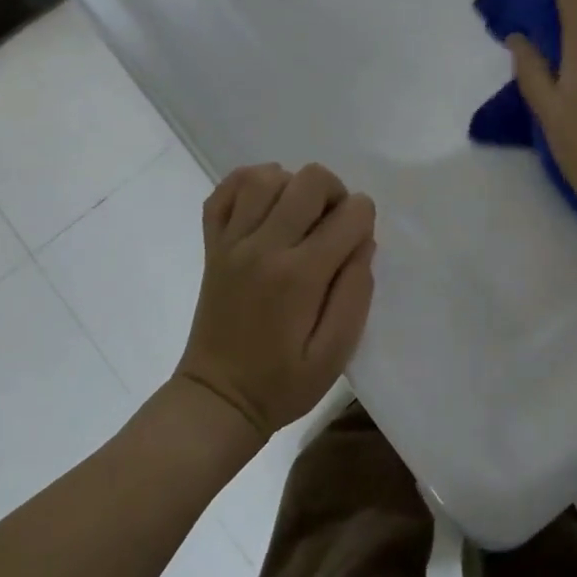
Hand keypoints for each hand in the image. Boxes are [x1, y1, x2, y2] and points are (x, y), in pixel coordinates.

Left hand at [173, 163, 375, 440]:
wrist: (217, 399)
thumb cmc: (282, 383)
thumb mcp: (335, 354)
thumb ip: (356, 294)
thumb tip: (363, 243)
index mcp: (300, 276)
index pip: (350, 214)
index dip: (364, 221)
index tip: (356, 247)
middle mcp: (264, 247)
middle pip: (310, 180)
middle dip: (335, 194)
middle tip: (332, 229)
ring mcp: (232, 242)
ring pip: (266, 176)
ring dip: (293, 186)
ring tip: (299, 217)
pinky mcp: (212, 245)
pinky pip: (225, 191)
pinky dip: (248, 184)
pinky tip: (265, 206)